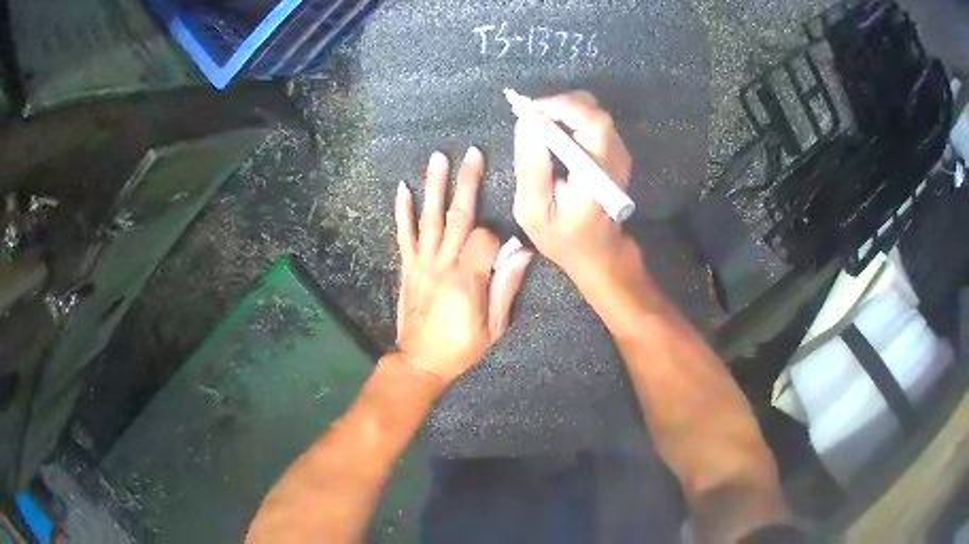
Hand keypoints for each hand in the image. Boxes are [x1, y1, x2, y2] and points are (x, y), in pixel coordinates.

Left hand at [394, 147, 532, 384]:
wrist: (420, 361)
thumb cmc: (461, 347)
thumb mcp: (494, 327)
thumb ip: (506, 287)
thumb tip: (522, 253)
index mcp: (468, 279)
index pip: (485, 239)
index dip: (497, 235)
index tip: (504, 243)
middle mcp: (443, 264)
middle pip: (458, 216)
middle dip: (466, 182)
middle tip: (472, 153)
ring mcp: (422, 263)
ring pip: (430, 218)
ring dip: (434, 186)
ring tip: (438, 158)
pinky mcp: (407, 267)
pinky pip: (403, 235)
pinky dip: (402, 212)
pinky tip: (402, 189)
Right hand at [513, 91, 633, 278]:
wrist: (598, 252)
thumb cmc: (563, 237)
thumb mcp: (533, 211)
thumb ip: (530, 167)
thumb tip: (526, 124)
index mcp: (597, 173)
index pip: (591, 122)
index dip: (561, 107)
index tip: (530, 111)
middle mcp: (614, 159)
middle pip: (595, 111)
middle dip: (560, 105)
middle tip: (532, 116)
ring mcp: (619, 155)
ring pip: (595, 114)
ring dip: (565, 111)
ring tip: (539, 125)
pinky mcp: (615, 154)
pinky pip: (594, 123)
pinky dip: (571, 119)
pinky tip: (553, 134)